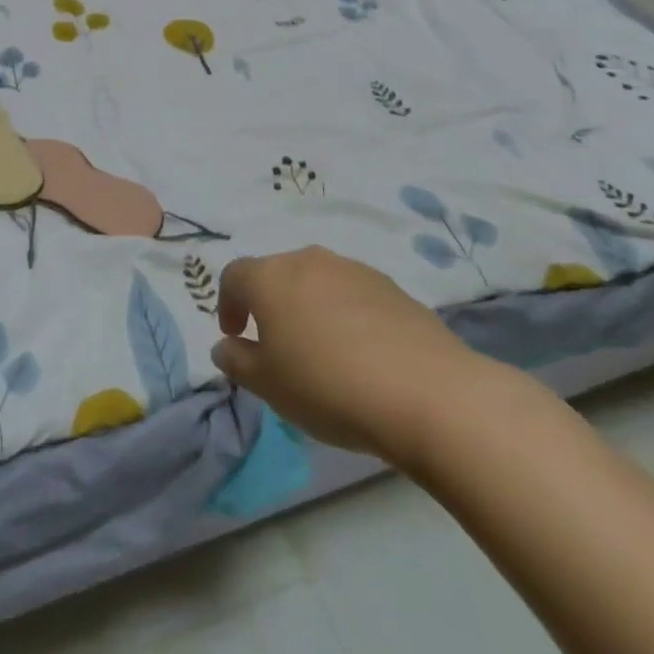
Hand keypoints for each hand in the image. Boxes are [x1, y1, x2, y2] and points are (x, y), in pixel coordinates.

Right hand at [210, 246, 500, 467]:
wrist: (428, 393)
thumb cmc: (329, 387)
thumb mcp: (268, 386)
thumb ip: (237, 362)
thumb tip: (225, 346)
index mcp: (270, 277)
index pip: (234, 276)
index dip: (228, 303)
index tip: (235, 335)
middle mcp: (308, 261)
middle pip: (277, 274)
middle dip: (271, 304)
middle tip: (277, 344)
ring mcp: (354, 270)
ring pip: (318, 282)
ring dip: (310, 307)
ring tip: (322, 351)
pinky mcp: (393, 288)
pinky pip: (354, 296)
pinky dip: (347, 315)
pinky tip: (362, 354)